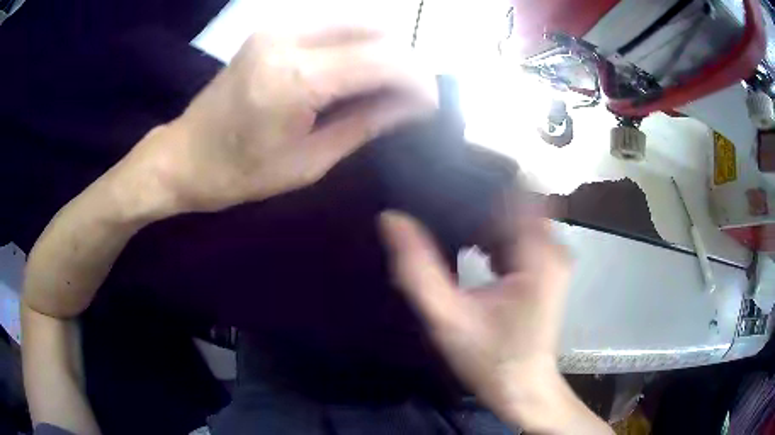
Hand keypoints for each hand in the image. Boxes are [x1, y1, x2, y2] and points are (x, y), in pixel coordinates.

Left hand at [123, 29, 436, 213]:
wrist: (183, 156)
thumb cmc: (239, 173)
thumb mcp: (309, 163)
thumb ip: (366, 124)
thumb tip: (415, 106)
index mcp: (296, 79)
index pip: (384, 60)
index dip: (419, 81)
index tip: (433, 105)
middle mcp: (289, 38)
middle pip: (377, 30)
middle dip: (405, 62)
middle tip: (409, 98)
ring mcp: (278, 27)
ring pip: (359, 21)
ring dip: (383, 50)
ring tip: (385, 86)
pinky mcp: (272, 28)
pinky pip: (334, 24)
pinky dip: (357, 43)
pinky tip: (355, 71)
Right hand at [380, 193, 608, 432]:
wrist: (524, 388)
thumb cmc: (490, 359)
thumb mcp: (448, 318)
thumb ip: (417, 270)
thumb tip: (392, 220)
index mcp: (537, 255)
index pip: (511, 191)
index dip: (477, 179)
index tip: (443, 176)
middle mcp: (553, 249)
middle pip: (514, 202)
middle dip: (477, 199)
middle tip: (437, 198)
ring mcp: (553, 259)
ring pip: (516, 218)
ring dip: (484, 218)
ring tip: (448, 219)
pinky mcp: (547, 270)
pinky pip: (520, 237)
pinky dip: (495, 236)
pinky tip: (470, 246)